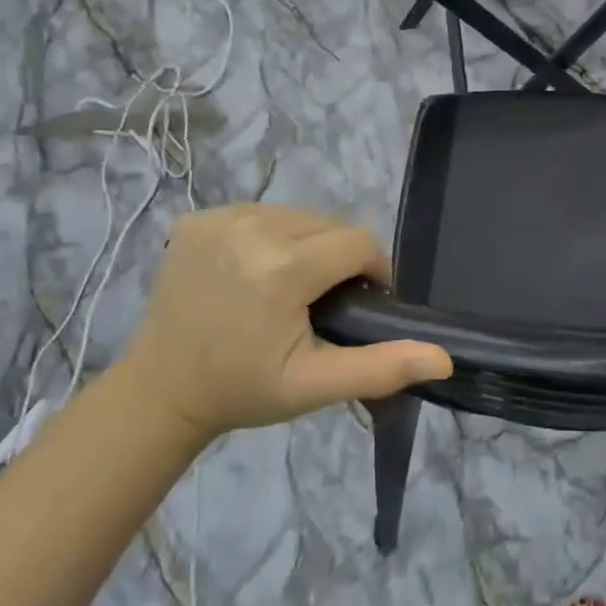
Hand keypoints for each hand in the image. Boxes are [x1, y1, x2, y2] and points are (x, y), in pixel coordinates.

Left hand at [113, 205, 451, 443]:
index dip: (372, 271)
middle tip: (323, 302)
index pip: (358, 243)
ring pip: (298, 216)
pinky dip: (272, 236)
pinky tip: (256, 271)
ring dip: (308, 244)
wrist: (161, 391)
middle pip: (330, 225)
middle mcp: (251, 228)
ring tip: (291, 286)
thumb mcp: (316, 385)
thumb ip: (382, 367)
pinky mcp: (198, 218)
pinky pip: (262, 214)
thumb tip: (444, 358)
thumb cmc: (244, 389)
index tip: (360, 305)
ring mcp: (220, 218)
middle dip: (339, 258)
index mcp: (281, 268)